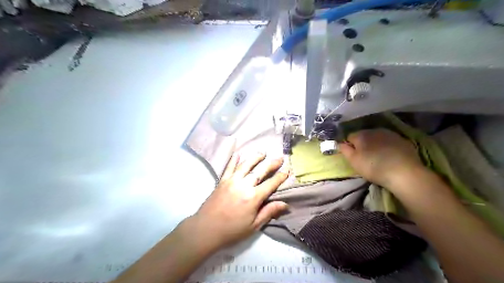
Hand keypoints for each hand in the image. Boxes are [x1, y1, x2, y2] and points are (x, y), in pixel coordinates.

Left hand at [186, 153, 288, 251]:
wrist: (206, 229)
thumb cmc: (232, 230)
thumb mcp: (254, 225)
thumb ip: (269, 212)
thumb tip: (285, 204)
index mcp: (253, 197)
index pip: (270, 184)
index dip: (280, 177)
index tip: (287, 170)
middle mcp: (244, 185)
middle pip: (260, 171)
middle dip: (271, 164)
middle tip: (279, 157)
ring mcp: (232, 181)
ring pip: (245, 165)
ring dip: (255, 157)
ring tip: (262, 152)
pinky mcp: (222, 181)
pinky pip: (229, 167)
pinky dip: (233, 159)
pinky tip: (237, 153)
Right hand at [339, 129, 424, 189]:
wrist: (404, 172)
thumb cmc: (373, 167)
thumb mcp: (353, 161)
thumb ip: (344, 150)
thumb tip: (340, 143)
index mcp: (361, 135)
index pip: (350, 137)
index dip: (350, 146)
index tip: (353, 156)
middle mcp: (375, 130)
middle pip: (364, 135)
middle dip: (363, 144)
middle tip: (365, 157)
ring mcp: (390, 134)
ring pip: (377, 137)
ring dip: (375, 144)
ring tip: (378, 157)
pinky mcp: (402, 140)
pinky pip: (389, 141)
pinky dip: (387, 146)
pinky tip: (390, 156)